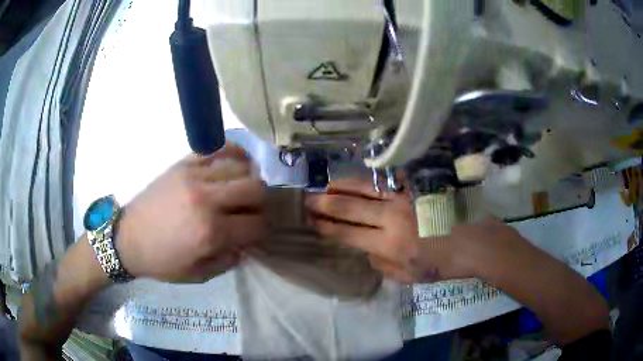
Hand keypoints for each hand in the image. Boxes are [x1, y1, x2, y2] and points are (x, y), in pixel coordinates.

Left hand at [116, 144, 267, 282]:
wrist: (127, 238)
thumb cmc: (162, 261)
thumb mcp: (198, 275)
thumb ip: (228, 260)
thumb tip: (245, 243)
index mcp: (211, 232)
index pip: (257, 224)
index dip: (263, 230)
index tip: (256, 233)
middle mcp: (207, 199)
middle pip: (256, 188)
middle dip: (261, 203)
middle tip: (250, 211)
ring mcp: (194, 176)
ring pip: (241, 167)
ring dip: (248, 180)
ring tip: (240, 190)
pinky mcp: (183, 163)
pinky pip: (218, 148)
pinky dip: (233, 153)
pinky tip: (235, 163)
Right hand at [305, 178, 464, 282]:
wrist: (477, 241)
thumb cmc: (445, 264)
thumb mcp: (410, 277)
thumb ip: (383, 265)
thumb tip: (367, 250)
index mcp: (389, 243)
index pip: (347, 233)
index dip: (326, 227)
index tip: (311, 221)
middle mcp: (392, 217)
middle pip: (350, 207)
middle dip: (324, 203)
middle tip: (307, 199)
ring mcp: (406, 198)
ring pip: (366, 189)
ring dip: (343, 187)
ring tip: (327, 186)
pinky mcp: (418, 188)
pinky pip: (390, 180)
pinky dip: (372, 180)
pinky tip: (362, 180)